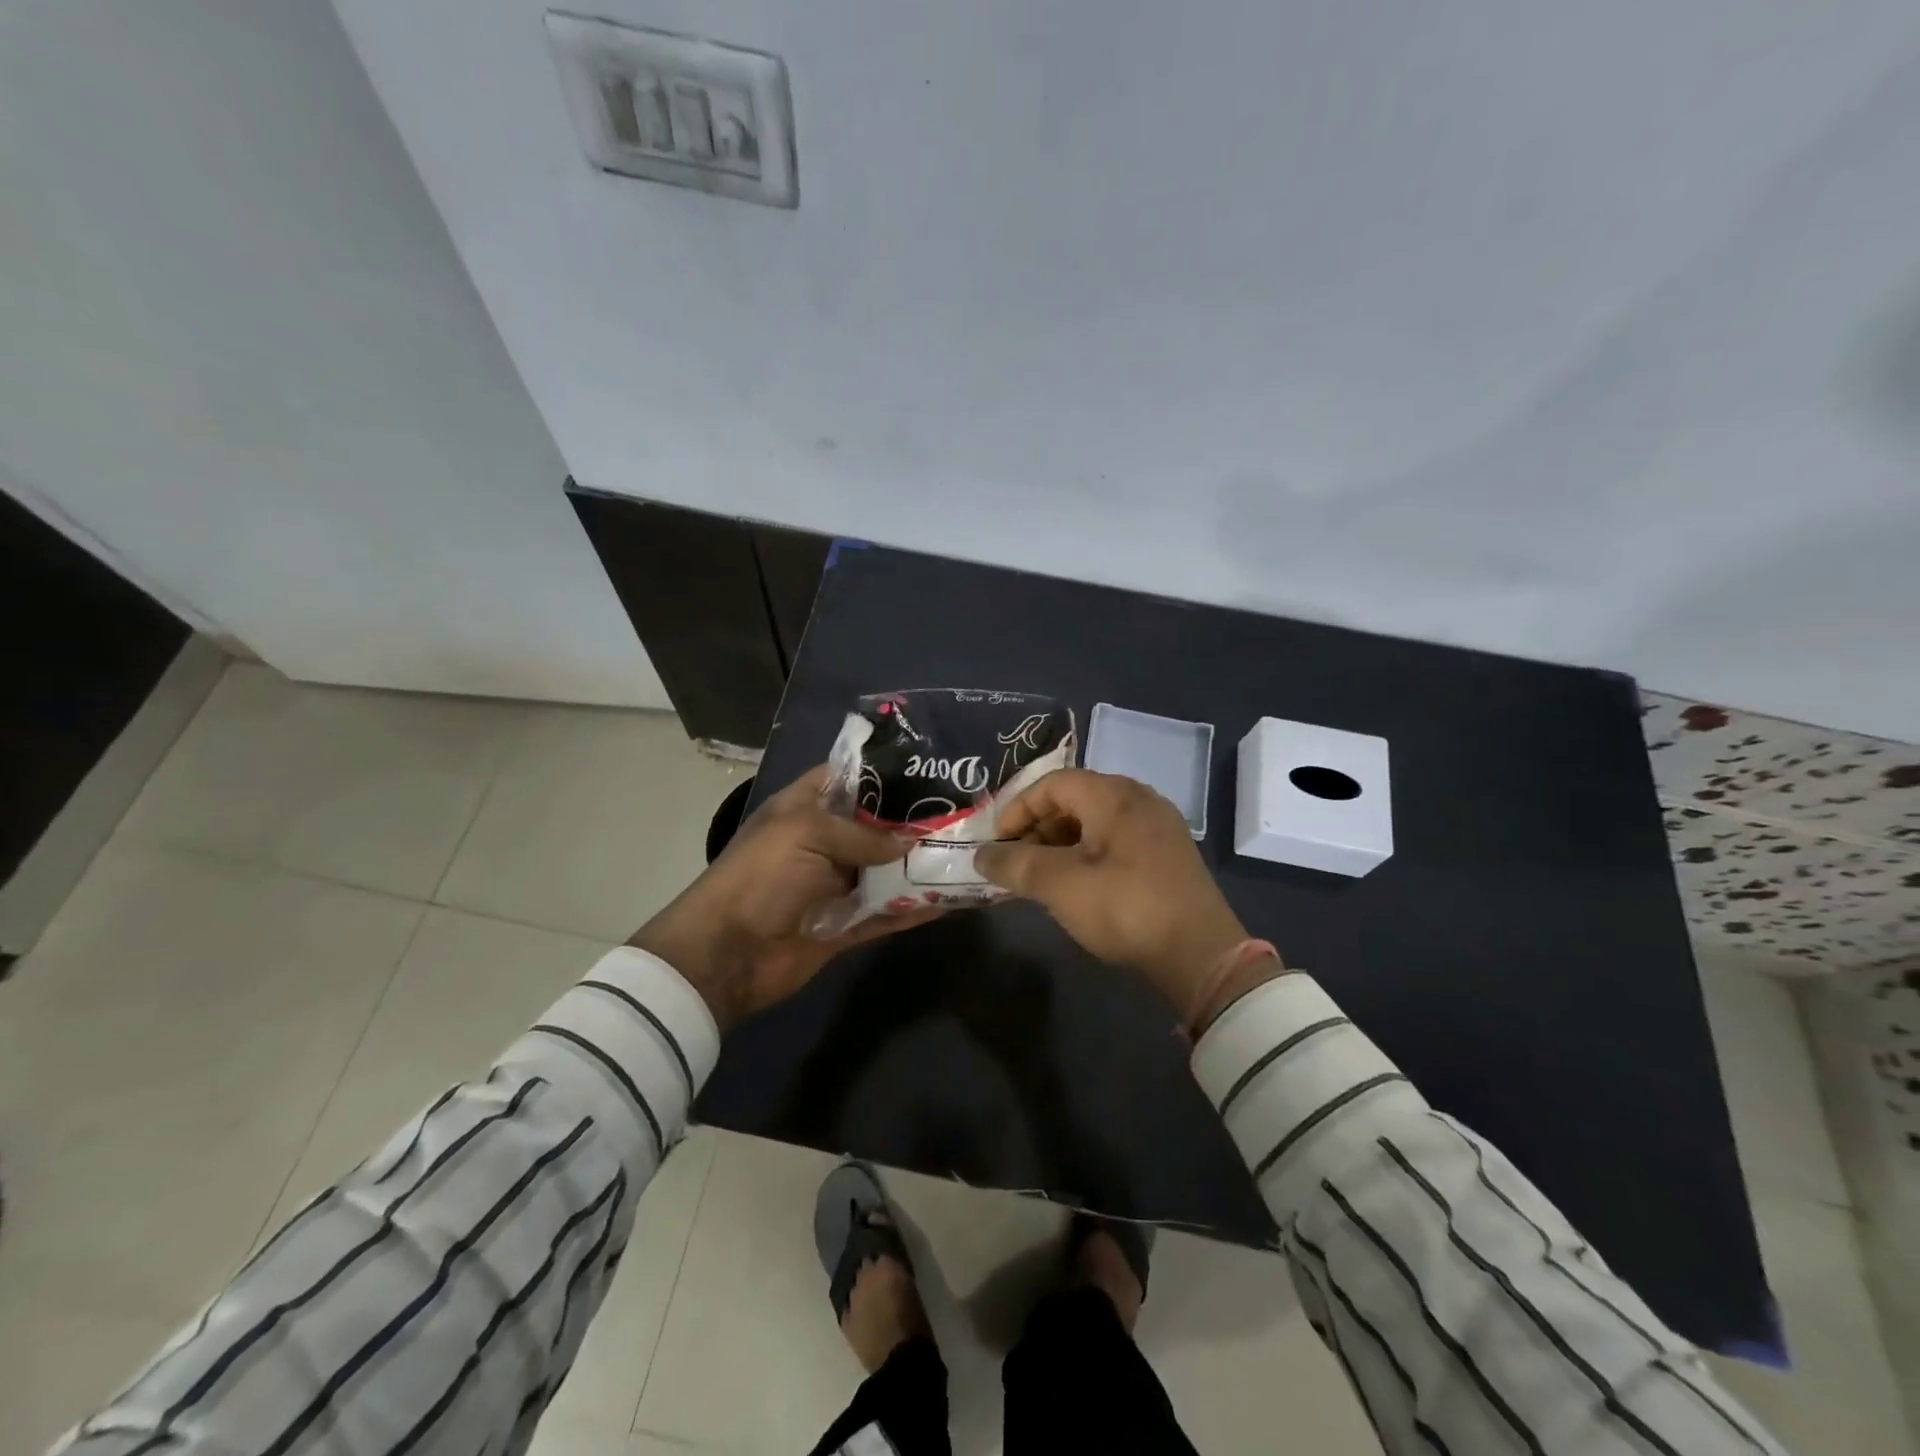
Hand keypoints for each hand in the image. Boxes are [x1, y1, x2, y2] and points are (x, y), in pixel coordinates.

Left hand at [630, 766, 941, 1029]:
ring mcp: (835, 885)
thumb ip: (862, 834)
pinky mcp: (845, 924)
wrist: (725, 955)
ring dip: (920, 866)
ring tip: (968, 854)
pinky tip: (951, 902)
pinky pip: (887, 913)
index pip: (849, 778)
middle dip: (914, 821)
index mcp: (805, 808)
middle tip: (963, 813)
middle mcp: (824, 842)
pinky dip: (914, 909)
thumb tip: (911, 842)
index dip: (885, 772)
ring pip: (887, 870)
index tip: (930, 769)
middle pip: (876, 826)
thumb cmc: (760, 877)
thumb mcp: (806, 834)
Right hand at [976, 769, 1277, 1026]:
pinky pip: (1116, 839)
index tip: (996, 842)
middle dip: (1037, 827)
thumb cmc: (1125, 908)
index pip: (1052, 784)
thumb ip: (1016, 865)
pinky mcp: (1169, 854)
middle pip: (1074, 798)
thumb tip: (982, 855)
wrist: (1202, 954)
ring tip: (1041, 876)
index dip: (1017, 808)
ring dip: (1061, 842)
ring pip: (1095, 821)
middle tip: (1016, 860)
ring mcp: (1159, 826)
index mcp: (1113, 795)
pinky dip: (1087, 853)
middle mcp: (1139, 799)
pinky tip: (1079, 884)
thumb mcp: (1060, 885)